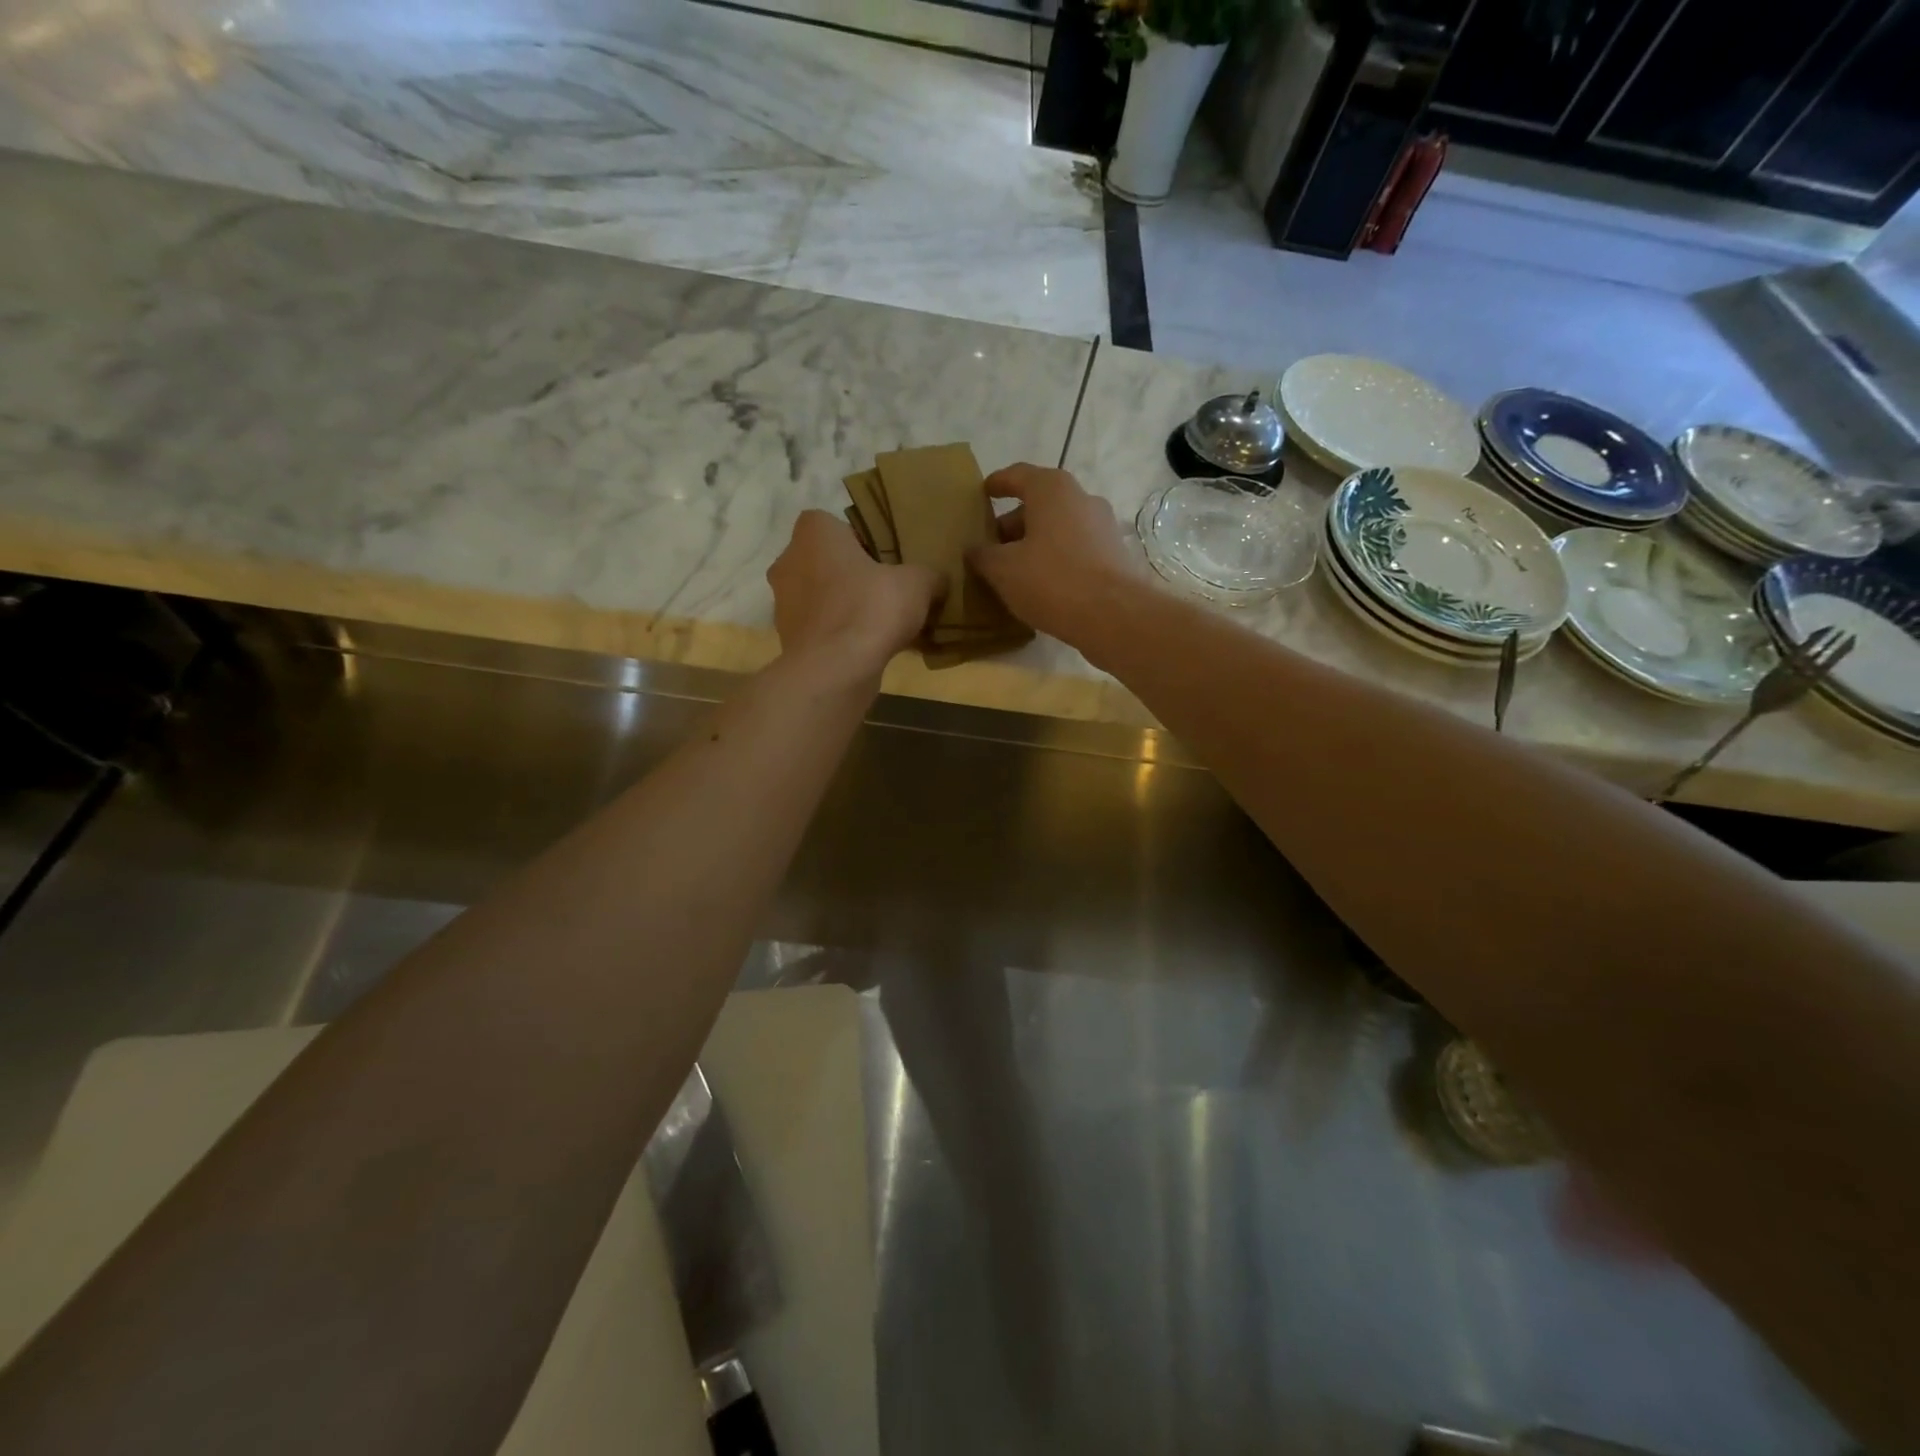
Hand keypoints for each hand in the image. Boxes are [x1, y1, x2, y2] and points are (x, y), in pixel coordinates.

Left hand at [767, 510, 941, 677]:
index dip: (863, 541)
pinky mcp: (788, 639)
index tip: (887, 561)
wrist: (834, 670)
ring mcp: (783, 603)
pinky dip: (839, 635)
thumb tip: (938, 581)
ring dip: (846, 607)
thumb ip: (929, 575)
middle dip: (853, 576)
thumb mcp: (917, 584)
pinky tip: (868, 649)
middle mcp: (788, 561)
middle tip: (887, 592)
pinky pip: (820, 629)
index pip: (836, 525)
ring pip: (822, 597)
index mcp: (813, 533)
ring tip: (881, 625)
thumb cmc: (870, 609)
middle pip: (827, 562)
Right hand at [968, 464, 1150, 644]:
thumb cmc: (1051, 581)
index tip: (983, 493)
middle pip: (1040, 504)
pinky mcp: (1114, 555)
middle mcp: (1082, 498)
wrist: (1114, 616)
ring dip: (1035, 543)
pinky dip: (1056, 559)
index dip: (997, 484)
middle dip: (1014, 523)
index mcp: (1052, 489)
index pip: (1017, 475)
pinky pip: (1076, 549)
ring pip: (1059, 528)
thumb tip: (974, 549)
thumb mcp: (1003, 569)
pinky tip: (1042, 585)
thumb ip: (983, 555)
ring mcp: (1103, 526)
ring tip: (1014, 569)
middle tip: (992, 547)